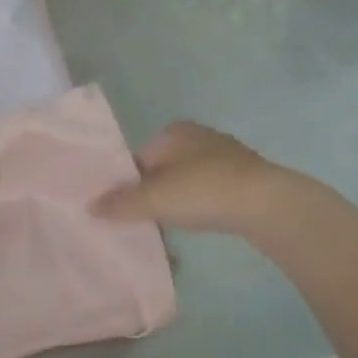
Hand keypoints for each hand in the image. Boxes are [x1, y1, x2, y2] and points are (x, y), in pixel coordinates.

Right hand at [92, 121, 299, 234]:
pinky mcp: (247, 176)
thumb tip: (89, 207)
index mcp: (172, 131)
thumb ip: (120, 203)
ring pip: (187, 180)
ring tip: (172, 226)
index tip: (125, 209)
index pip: (138, 157)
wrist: (268, 204)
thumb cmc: (203, 191)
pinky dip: (202, 205)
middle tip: (146, 220)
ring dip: (178, 201)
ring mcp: (226, 154)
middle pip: (162, 169)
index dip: (128, 184)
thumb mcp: (153, 199)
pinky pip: (211, 190)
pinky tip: (202, 222)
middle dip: (153, 193)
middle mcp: (198, 135)